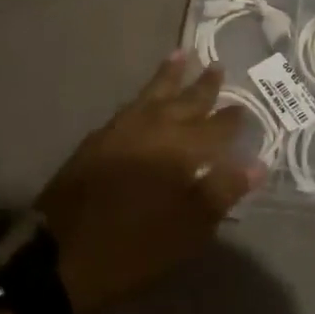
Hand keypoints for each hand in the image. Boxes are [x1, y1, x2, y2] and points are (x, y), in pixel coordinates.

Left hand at [36, 52, 260, 313]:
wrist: (58, 258)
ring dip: (170, 76)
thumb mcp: (187, 230)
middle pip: (185, 101)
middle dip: (203, 86)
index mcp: (181, 149)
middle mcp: (154, 129)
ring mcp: (122, 130)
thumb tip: (256, 163)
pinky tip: (144, 99)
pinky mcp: (97, 140)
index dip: (232, 119)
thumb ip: (221, 192)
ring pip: (153, 94)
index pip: (216, 128)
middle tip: (217, 66)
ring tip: (181, 55)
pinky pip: (130, 106)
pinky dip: (143, 96)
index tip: (245, 107)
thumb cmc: (132, 248)